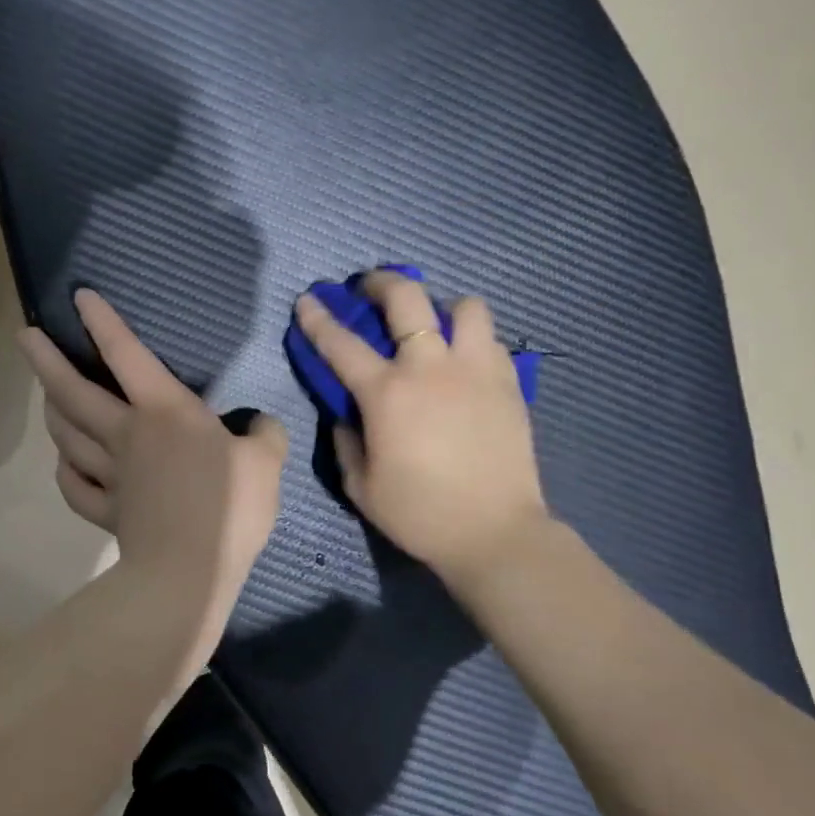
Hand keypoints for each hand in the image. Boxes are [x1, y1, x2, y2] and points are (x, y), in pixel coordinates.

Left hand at [19, 291, 288, 651]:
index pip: (126, 354)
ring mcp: (111, 475)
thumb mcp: (266, 462)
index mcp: (164, 412)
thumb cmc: (228, 507)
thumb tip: (261, 425)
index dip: (102, 322)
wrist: (190, 573)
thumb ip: (266, 435)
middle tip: (24, 337)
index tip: (79, 297)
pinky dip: (65, 472)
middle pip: (74, 392)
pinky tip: (65, 466)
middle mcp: (127, 435)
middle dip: (46, 361)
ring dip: (53, 412)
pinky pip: (75, 487)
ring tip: (46, 397)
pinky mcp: (107, 512)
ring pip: (68, 436)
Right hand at [294, 270, 550, 591]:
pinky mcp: (508, 382)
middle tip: (370, 288)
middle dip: (381, 282)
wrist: (495, 533)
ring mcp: (475, 370)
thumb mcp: (360, 485)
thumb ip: (346, 440)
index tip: (307, 299)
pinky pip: (490, 340)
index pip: (341, 343)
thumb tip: (348, 413)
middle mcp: (430, 367)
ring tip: (434, 325)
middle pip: (406, 298)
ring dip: (442, 308)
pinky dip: (472, 340)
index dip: (318, 318)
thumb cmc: (420, 514)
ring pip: (464, 307)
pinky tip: (464, 361)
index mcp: (387, 393)